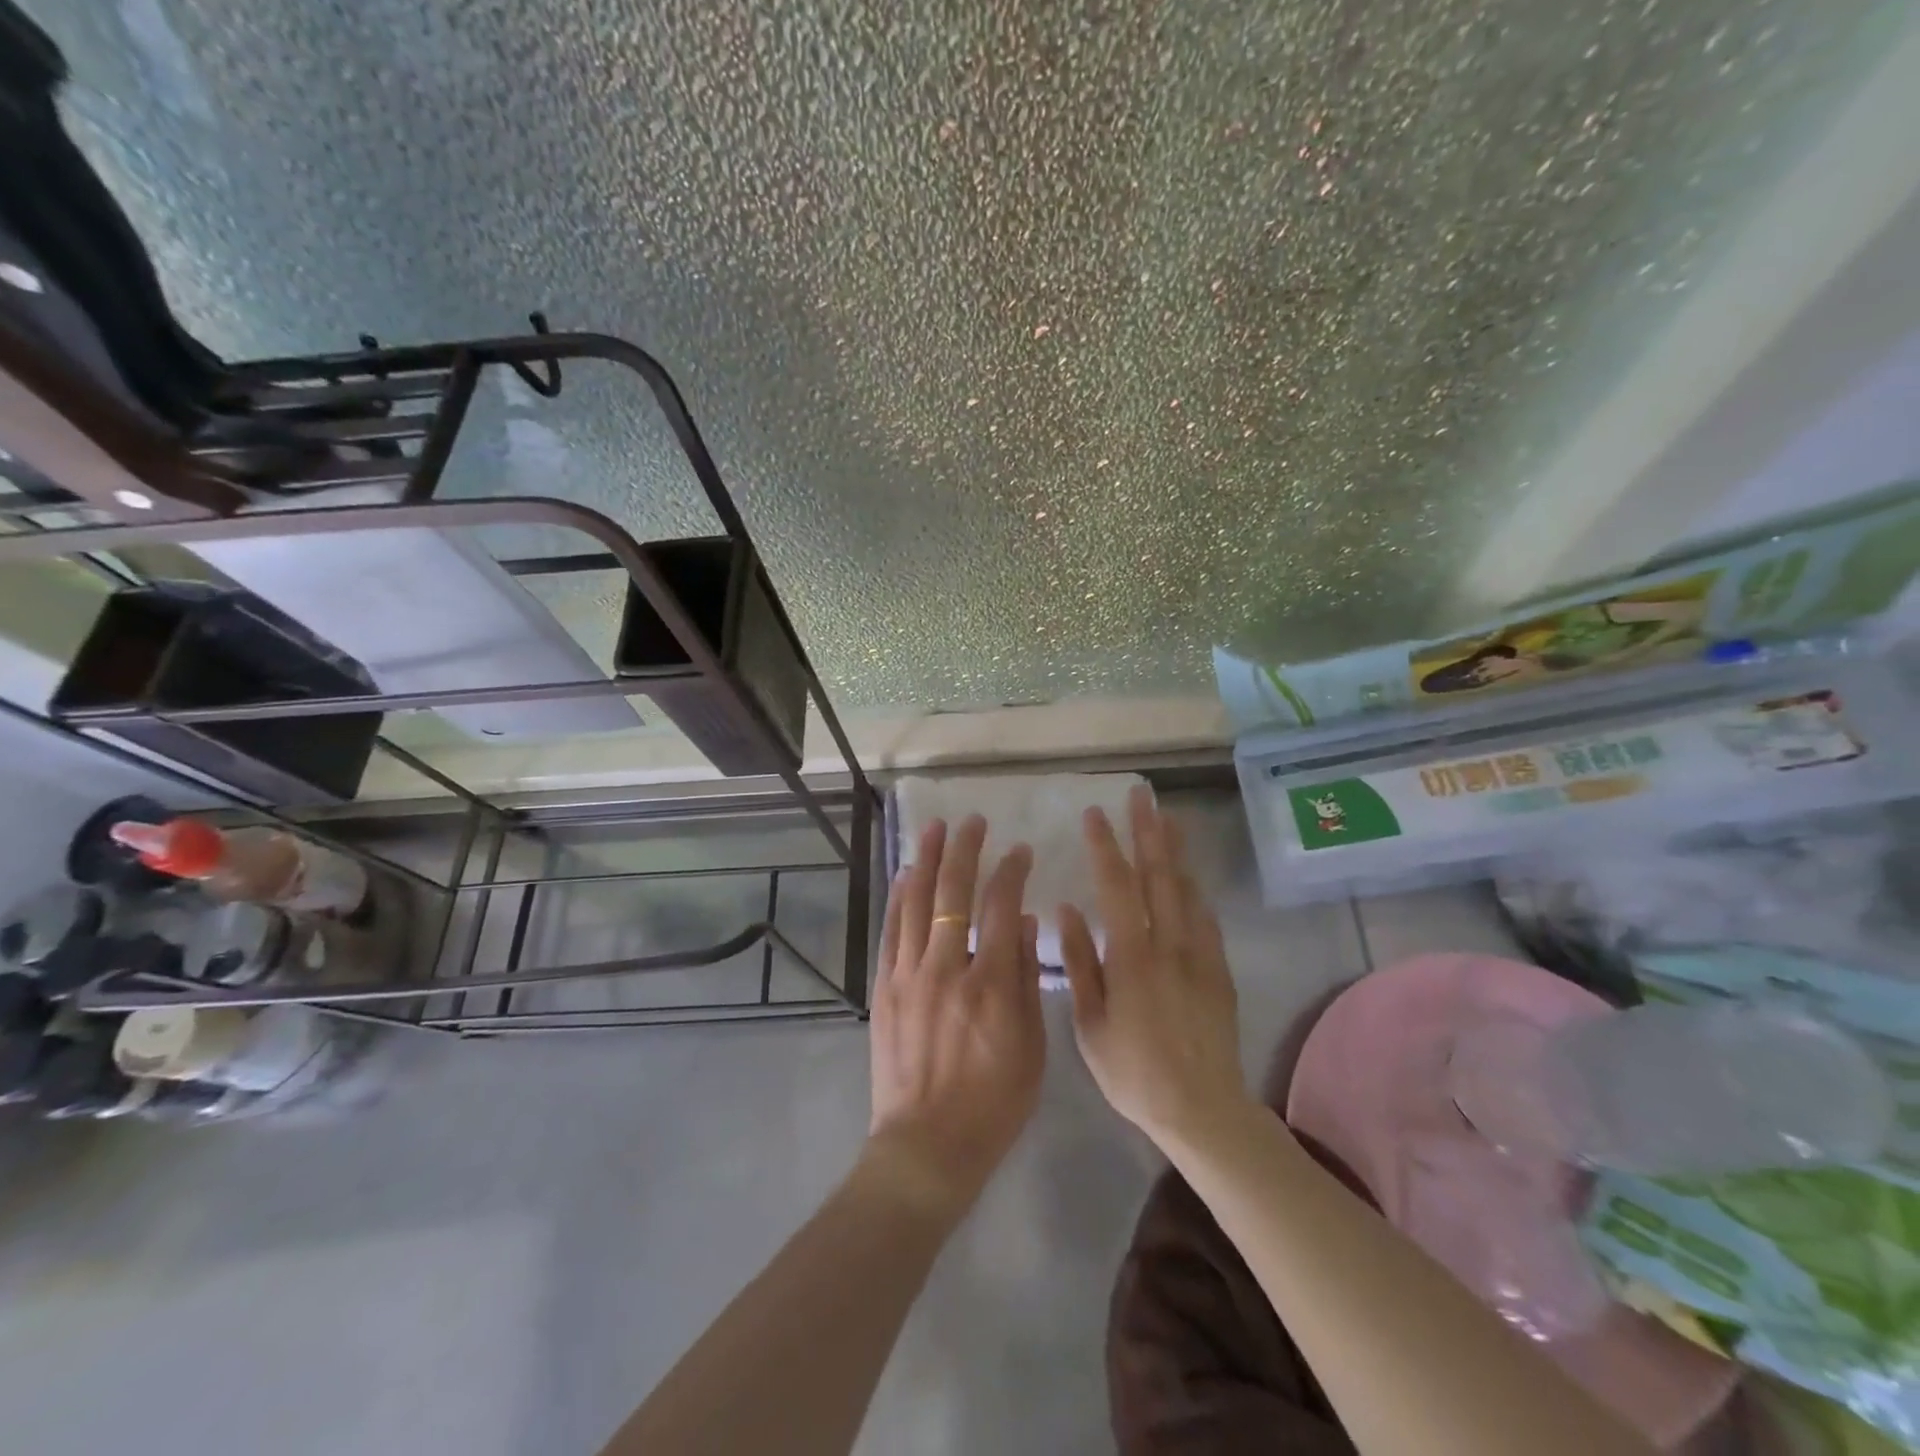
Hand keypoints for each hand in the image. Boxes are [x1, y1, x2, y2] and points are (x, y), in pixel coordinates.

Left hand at [866, 814, 1043, 1216]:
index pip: (1002, 907)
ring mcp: (908, 975)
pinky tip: (904, 875)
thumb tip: (1027, 923)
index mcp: (991, 984)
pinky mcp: (884, 987)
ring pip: (916, 902)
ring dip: (926, 860)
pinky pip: (891, 930)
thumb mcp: (1031, 1048)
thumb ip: (1028, 981)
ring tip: (934, 828)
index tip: (1019, 850)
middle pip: (954, 893)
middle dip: (965, 850)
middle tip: (972, 821)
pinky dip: (898, 897)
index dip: (1011, 872)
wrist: (926, 1146)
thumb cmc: (993, 1104)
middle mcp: (946, 968)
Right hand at [1058, 786, 1250, 1150]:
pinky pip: (1206, 917)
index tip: (1095, 814)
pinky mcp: (1219, 969)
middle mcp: (1168, 944)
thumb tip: (1067, 911)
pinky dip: (1194, 889)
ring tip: (1167, 817)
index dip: (1106, 846)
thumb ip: (1079, 964)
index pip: (1117, 886)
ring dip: (1175, 850)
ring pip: (1186, 889)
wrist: (1202, 1109)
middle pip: (1158, 875)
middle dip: (1147, 831)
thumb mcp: (1090, 1024)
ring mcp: (1199, 954)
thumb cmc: (1133, 1071)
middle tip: (1141, 795)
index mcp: (1132, 956)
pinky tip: (1188, 875)